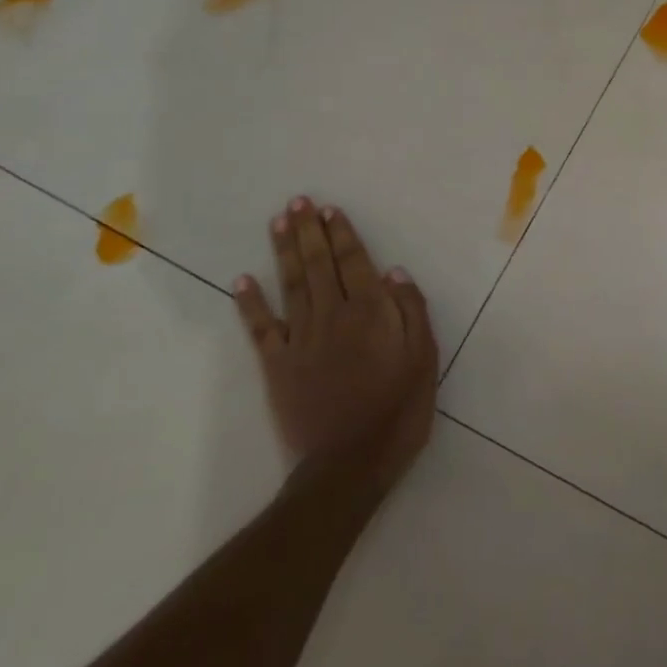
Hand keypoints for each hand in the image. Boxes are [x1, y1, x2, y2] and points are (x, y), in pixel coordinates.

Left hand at [233, 198, 436, 497]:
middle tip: (298, 201)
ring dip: (284, 251)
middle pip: (320, 265)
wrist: (349, 465)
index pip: (355, 263)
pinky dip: (250, 304)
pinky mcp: (277, 366)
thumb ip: (412, 311)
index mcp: (371, 312)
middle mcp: (333, 315)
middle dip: (309, 231)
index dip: (342, 234)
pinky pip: (261, 329)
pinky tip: (242, 280)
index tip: (329, 210)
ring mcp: (301, 340)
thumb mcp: (424, 359)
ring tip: (278, 222)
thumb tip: (394, 272)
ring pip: (291, 285)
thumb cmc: (398, 410)